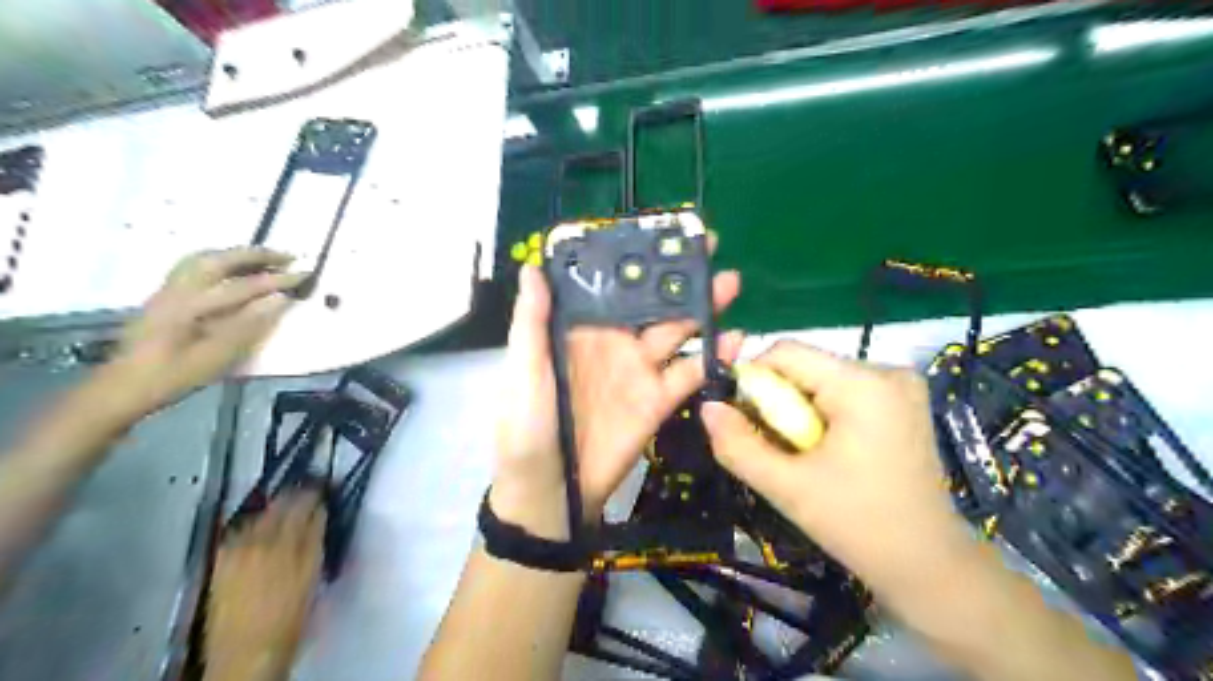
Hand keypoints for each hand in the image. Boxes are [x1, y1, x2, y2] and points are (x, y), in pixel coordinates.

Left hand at [105, 245, 306, 412]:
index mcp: (190, 305)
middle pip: (219, 261)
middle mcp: (177, 290)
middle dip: (256, 255)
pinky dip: (220, 261)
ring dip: (237, 255)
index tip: (307, 274)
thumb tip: (280, 299)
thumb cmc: (174, 377)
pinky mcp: (164, 296)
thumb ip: (248, 325)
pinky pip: (194, 267)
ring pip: (204, 259)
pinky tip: (233, 270)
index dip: (277, 280)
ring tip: (264, 258)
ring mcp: (167, 291)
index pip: (243, 286)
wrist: (124, 388)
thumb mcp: (217, 357)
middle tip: (288, 256)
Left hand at [204, 488, 327, 680]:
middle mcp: (263, 540)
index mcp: (291, 544)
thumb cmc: (291, 617)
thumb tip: (319, 515)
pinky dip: (253, 523)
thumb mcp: (313, 576)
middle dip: (296, 494)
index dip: (317, 493)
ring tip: (285, 505)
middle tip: (307, 488)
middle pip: (281, 505)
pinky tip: (258, 527)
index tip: (324, 486)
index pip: (306, 505)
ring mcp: (238, 549)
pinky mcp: (221, 561)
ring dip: (274, 506)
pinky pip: (239, 530)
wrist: (247, 652)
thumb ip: (315, 541)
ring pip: (259, 514)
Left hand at [490, 262, 738, 538]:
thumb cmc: (528, 429)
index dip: (631, 260)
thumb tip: (534, 268)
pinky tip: (736, 339)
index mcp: (578, 330)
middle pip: (649, 302)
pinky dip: (713, 356)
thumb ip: (532, 323)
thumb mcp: (524, 373)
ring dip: (702, 308)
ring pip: (675, 330)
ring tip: (729, 283)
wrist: (552, 493)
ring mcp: (639, 371)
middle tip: (706, 248)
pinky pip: (689, 373)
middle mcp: (612, 342)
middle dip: (676, 277)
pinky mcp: (658, 401)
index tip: (655, 233)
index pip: (608, 286)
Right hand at [703, 340, 974, 594]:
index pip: (785, 352)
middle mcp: (886, 370)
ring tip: (807, 455)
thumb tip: (708, 406)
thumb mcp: (786, 487)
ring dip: (800, 409)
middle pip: (804, 366)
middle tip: (781, 448)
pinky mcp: (903, 399)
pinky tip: (831, 450)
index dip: (754, 381)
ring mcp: (900, 383)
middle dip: (780, 402)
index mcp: (862, 384)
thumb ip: (738, 444)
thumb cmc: (857, 524)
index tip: (748, 422)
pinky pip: (843, 390)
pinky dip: (823, 413)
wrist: (927, 563)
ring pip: (821, 378)